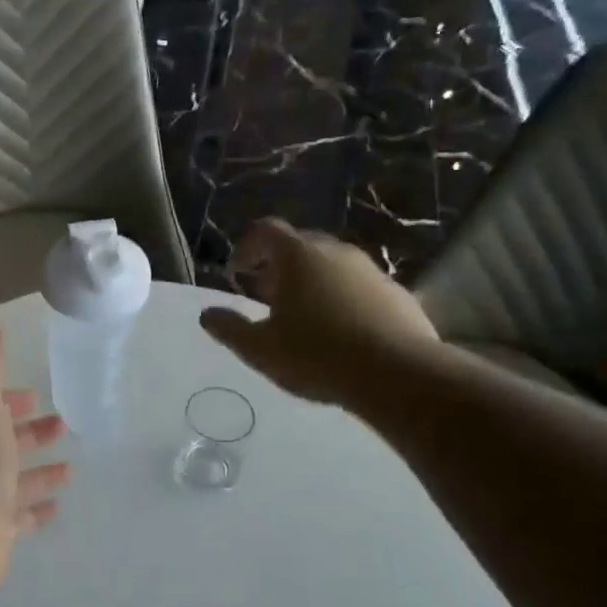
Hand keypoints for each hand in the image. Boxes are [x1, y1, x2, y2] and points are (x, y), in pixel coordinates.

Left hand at [0, 320, 71, 597]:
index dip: (10, 401)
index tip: (35, 397)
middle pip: (4, 443)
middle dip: (31, 433)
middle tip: (63, 425)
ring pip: (15, 481)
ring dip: (41, 472)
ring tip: (71, 469)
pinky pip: (20, 517)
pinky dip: (37, 509)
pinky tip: (58, 507)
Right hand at [199, 218, 436, 403]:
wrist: (400, 376)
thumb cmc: (318, 356)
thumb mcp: (260, 349)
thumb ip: (230, 328)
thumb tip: (206, 314)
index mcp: (298, 256)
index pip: (265, 230)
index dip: (246, 247)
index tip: (237, 273)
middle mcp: (336, 252)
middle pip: (300, 245)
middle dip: (279, 266)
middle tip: (266, 296)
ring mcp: (371, 270)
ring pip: (332, 265)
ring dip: (312, 281)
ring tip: (303, 317)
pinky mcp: (398, 294)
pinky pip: (360, 286)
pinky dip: (343, 298)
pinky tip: (342, 332)